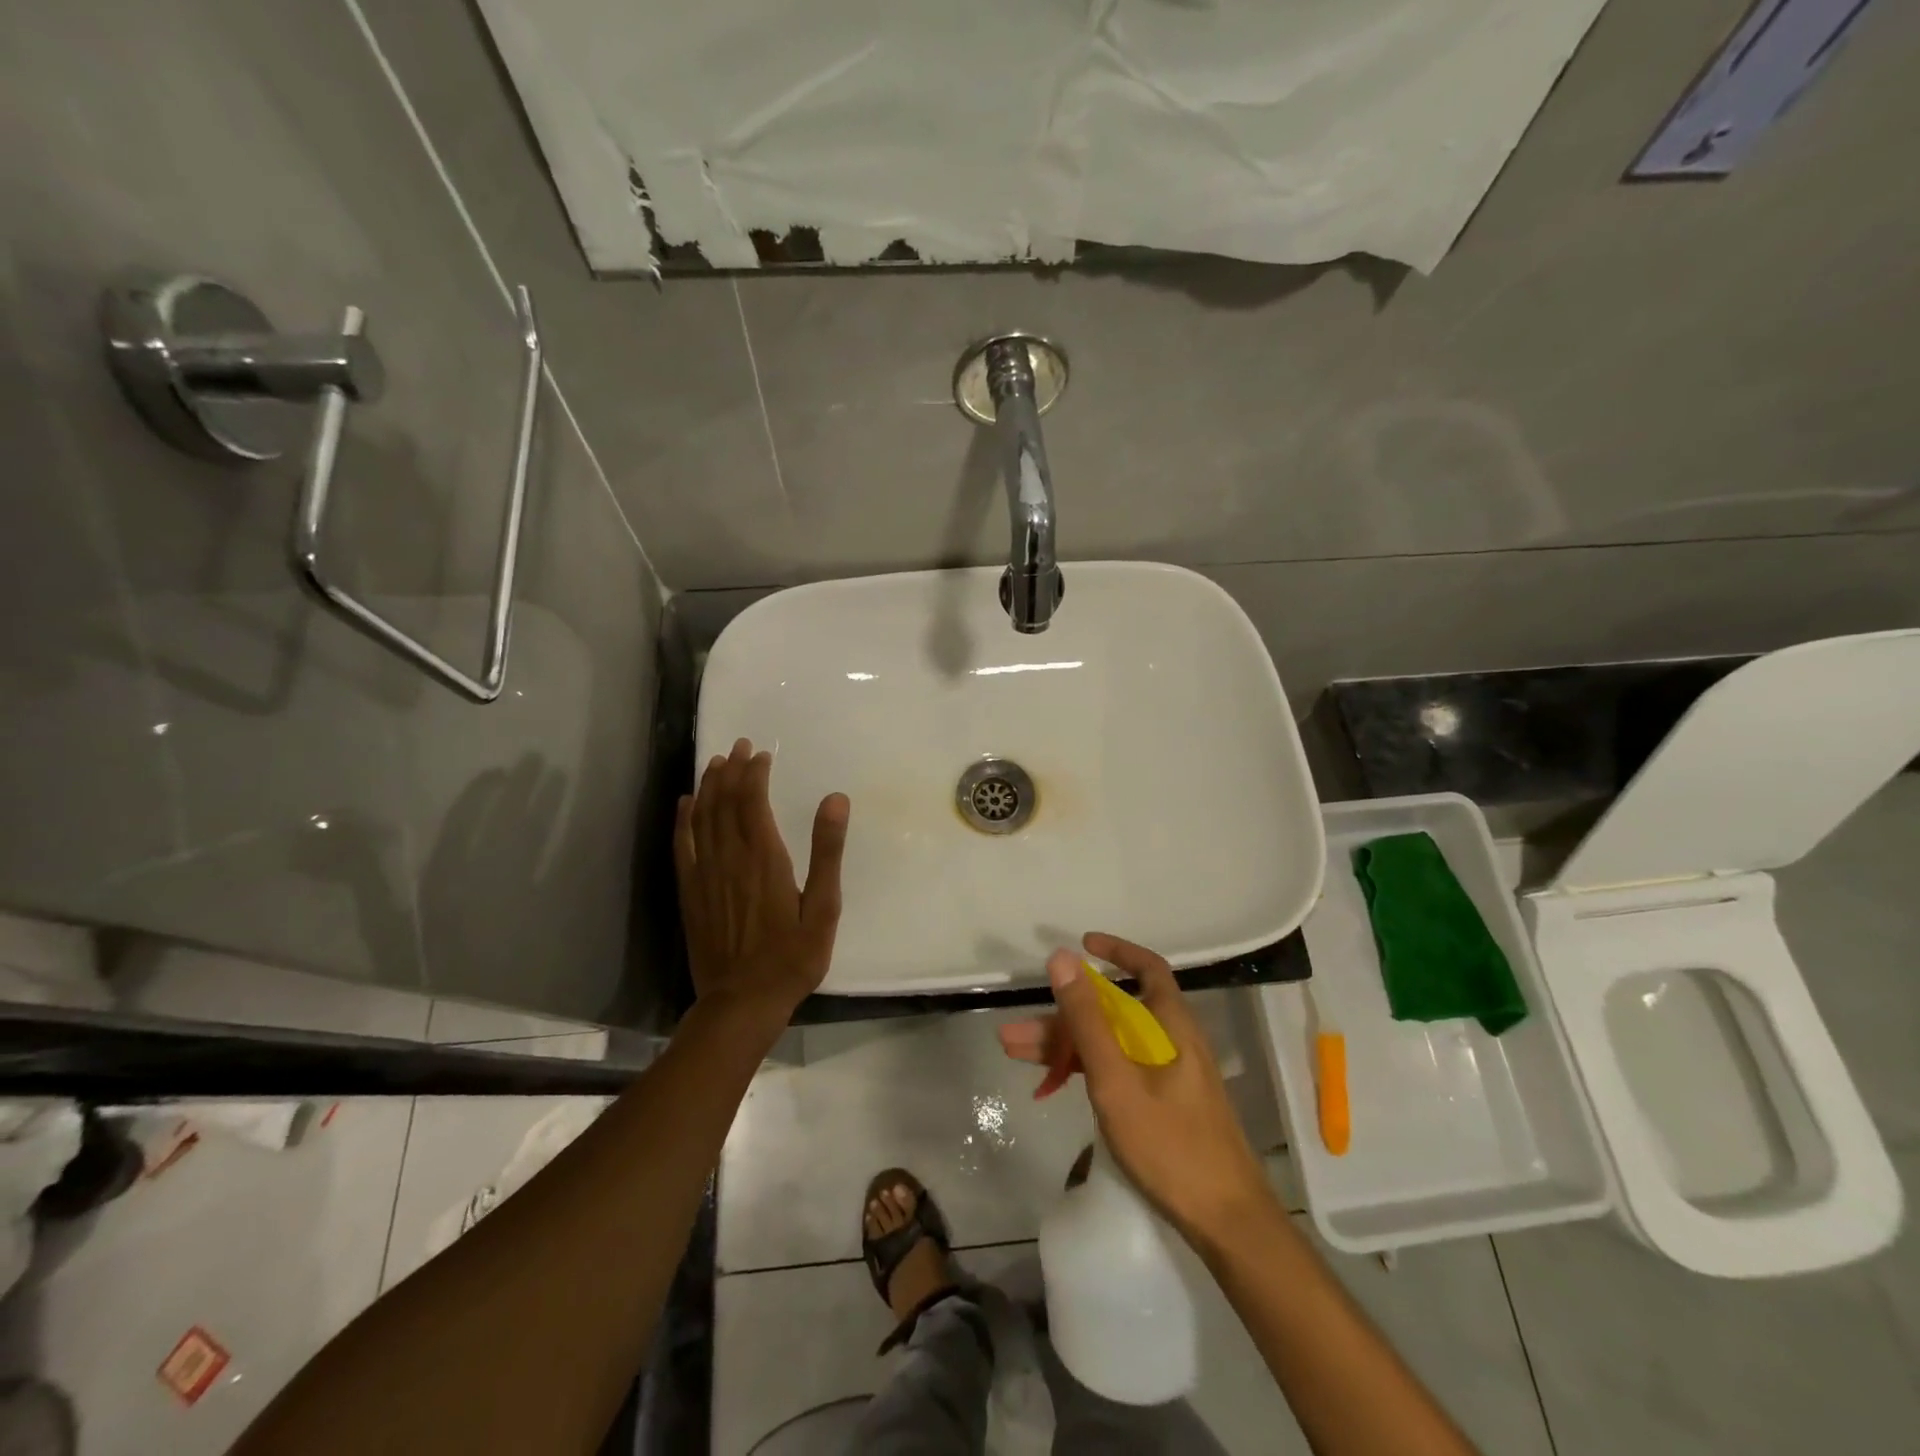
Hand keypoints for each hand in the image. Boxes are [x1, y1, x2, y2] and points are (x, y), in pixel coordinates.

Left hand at [674, 738, 849, 1023]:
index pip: (754, 801)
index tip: (761, 754)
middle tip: (738, 746)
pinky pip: (682, 846)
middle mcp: (729, 858)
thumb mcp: (824, 908)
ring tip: (715, 763)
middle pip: (724, 802)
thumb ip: (828, 852)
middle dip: (731, 770)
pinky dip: (683, 820)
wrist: (742, 1002)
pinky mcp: (690, 893)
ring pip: (702, 818)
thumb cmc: (792, 957)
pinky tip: (685, 803)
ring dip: (708, 787)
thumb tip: (835, 799)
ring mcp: (704, 875)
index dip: (755, 774)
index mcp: (764, 858)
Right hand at [998, 933, 1273, 1244]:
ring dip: (1065, 1045)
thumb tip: (1063, 957)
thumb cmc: (1171, 1145)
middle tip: (1017, 1030)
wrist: (1227, 1224)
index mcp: (1171, 1025)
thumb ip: (1088, 1019)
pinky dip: (1084, 1069)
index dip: (1116, 951)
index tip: (1082, 944)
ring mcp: (1167, 1074)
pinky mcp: (1162, 1103)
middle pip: (1113, 1012)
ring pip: (1109, 1043)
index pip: (1148, 969)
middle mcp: (1171, 1041)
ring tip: (1014, 1052)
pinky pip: (1116, 1069)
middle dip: (1064, 1015)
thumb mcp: (1117, 1079)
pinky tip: (1050, 1082)